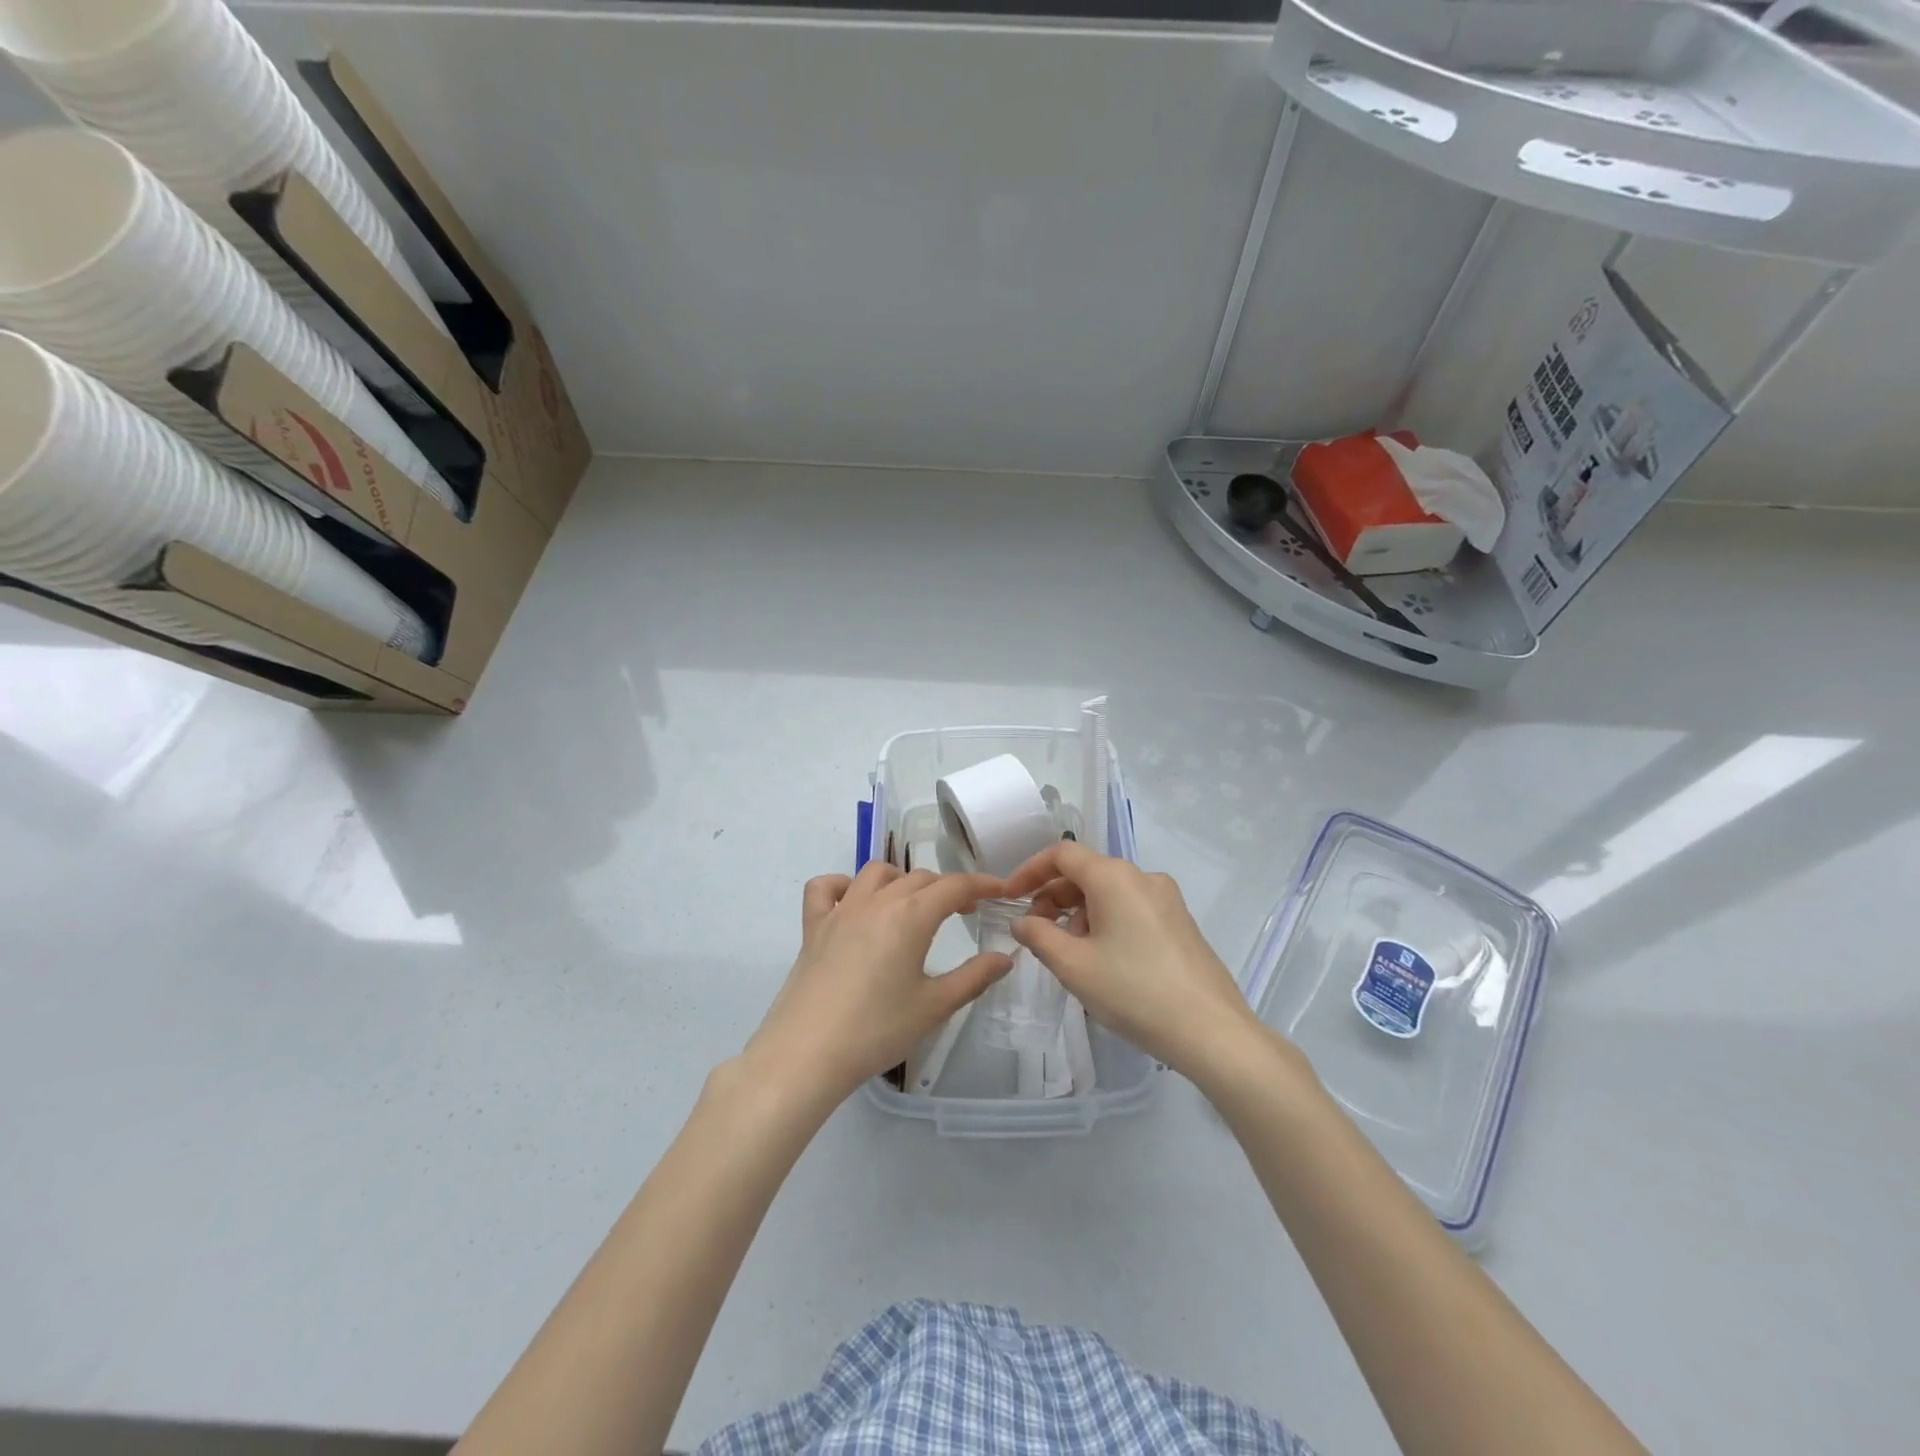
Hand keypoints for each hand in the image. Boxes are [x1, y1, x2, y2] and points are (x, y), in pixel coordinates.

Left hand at [743, 863, 1011, 1105]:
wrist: (807, 1054)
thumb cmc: (877, 1030)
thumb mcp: (934, 1007)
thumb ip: (974, 977)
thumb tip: (1005, 956)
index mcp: (911, 916)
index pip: (955, 886)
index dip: (982, 885)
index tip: (1000, 893)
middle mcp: (876, 902)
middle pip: (919, 878)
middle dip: (947, 888)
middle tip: (963, 913)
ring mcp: (840, 911)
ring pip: (876, 874)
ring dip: (902, 880)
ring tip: (913, 905)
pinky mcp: (813, 927)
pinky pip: (825, 888)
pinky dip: (843, 885)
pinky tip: (854, 904)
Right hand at [998, 842, 1259, 1079]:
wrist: (1212, 1032)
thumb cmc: (1134, 991)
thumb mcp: (1073, 966)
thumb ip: (1038, 936)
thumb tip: (1022, 921)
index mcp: (1114, 877)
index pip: (1062, 854)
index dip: (1029, 871)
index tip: (1009, 897)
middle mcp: (1143, 877)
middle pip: (1086, 872)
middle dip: (1053, 897)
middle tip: (1037, 933)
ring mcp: (1167, 899)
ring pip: (1109, 893)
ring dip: (1079, 913)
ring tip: (1070, 955)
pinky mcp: (1180, 922)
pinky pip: (1131, 908)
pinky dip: (1106, 922)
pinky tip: (1103, 961)